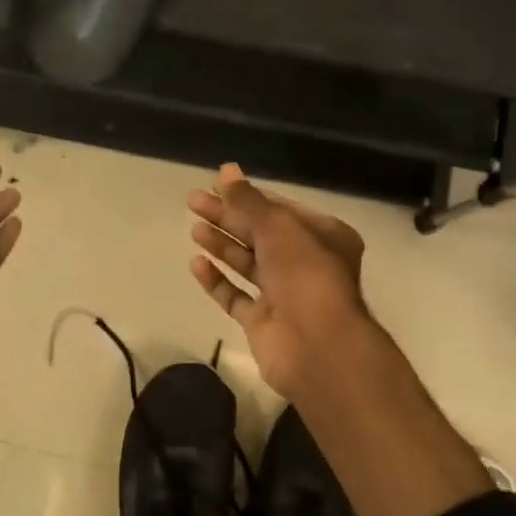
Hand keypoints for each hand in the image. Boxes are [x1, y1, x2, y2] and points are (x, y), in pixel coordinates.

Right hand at [187, 163, 371, 400]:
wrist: (318, 346)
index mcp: (323, 236)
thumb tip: (226, 170)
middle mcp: (305, 263)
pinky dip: (218, 280)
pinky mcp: (264, 322)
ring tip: (194, 228)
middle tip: (193, 201)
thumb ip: (248, 201)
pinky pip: (236, 296)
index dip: (247, 196)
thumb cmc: (306, 275)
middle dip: (227, 217)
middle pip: (260, 234)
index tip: (215, 184)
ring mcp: (284, 295)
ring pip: (248, 263)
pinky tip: (197, 264)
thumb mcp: (278, 227)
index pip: (280, 208)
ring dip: (222, 245)